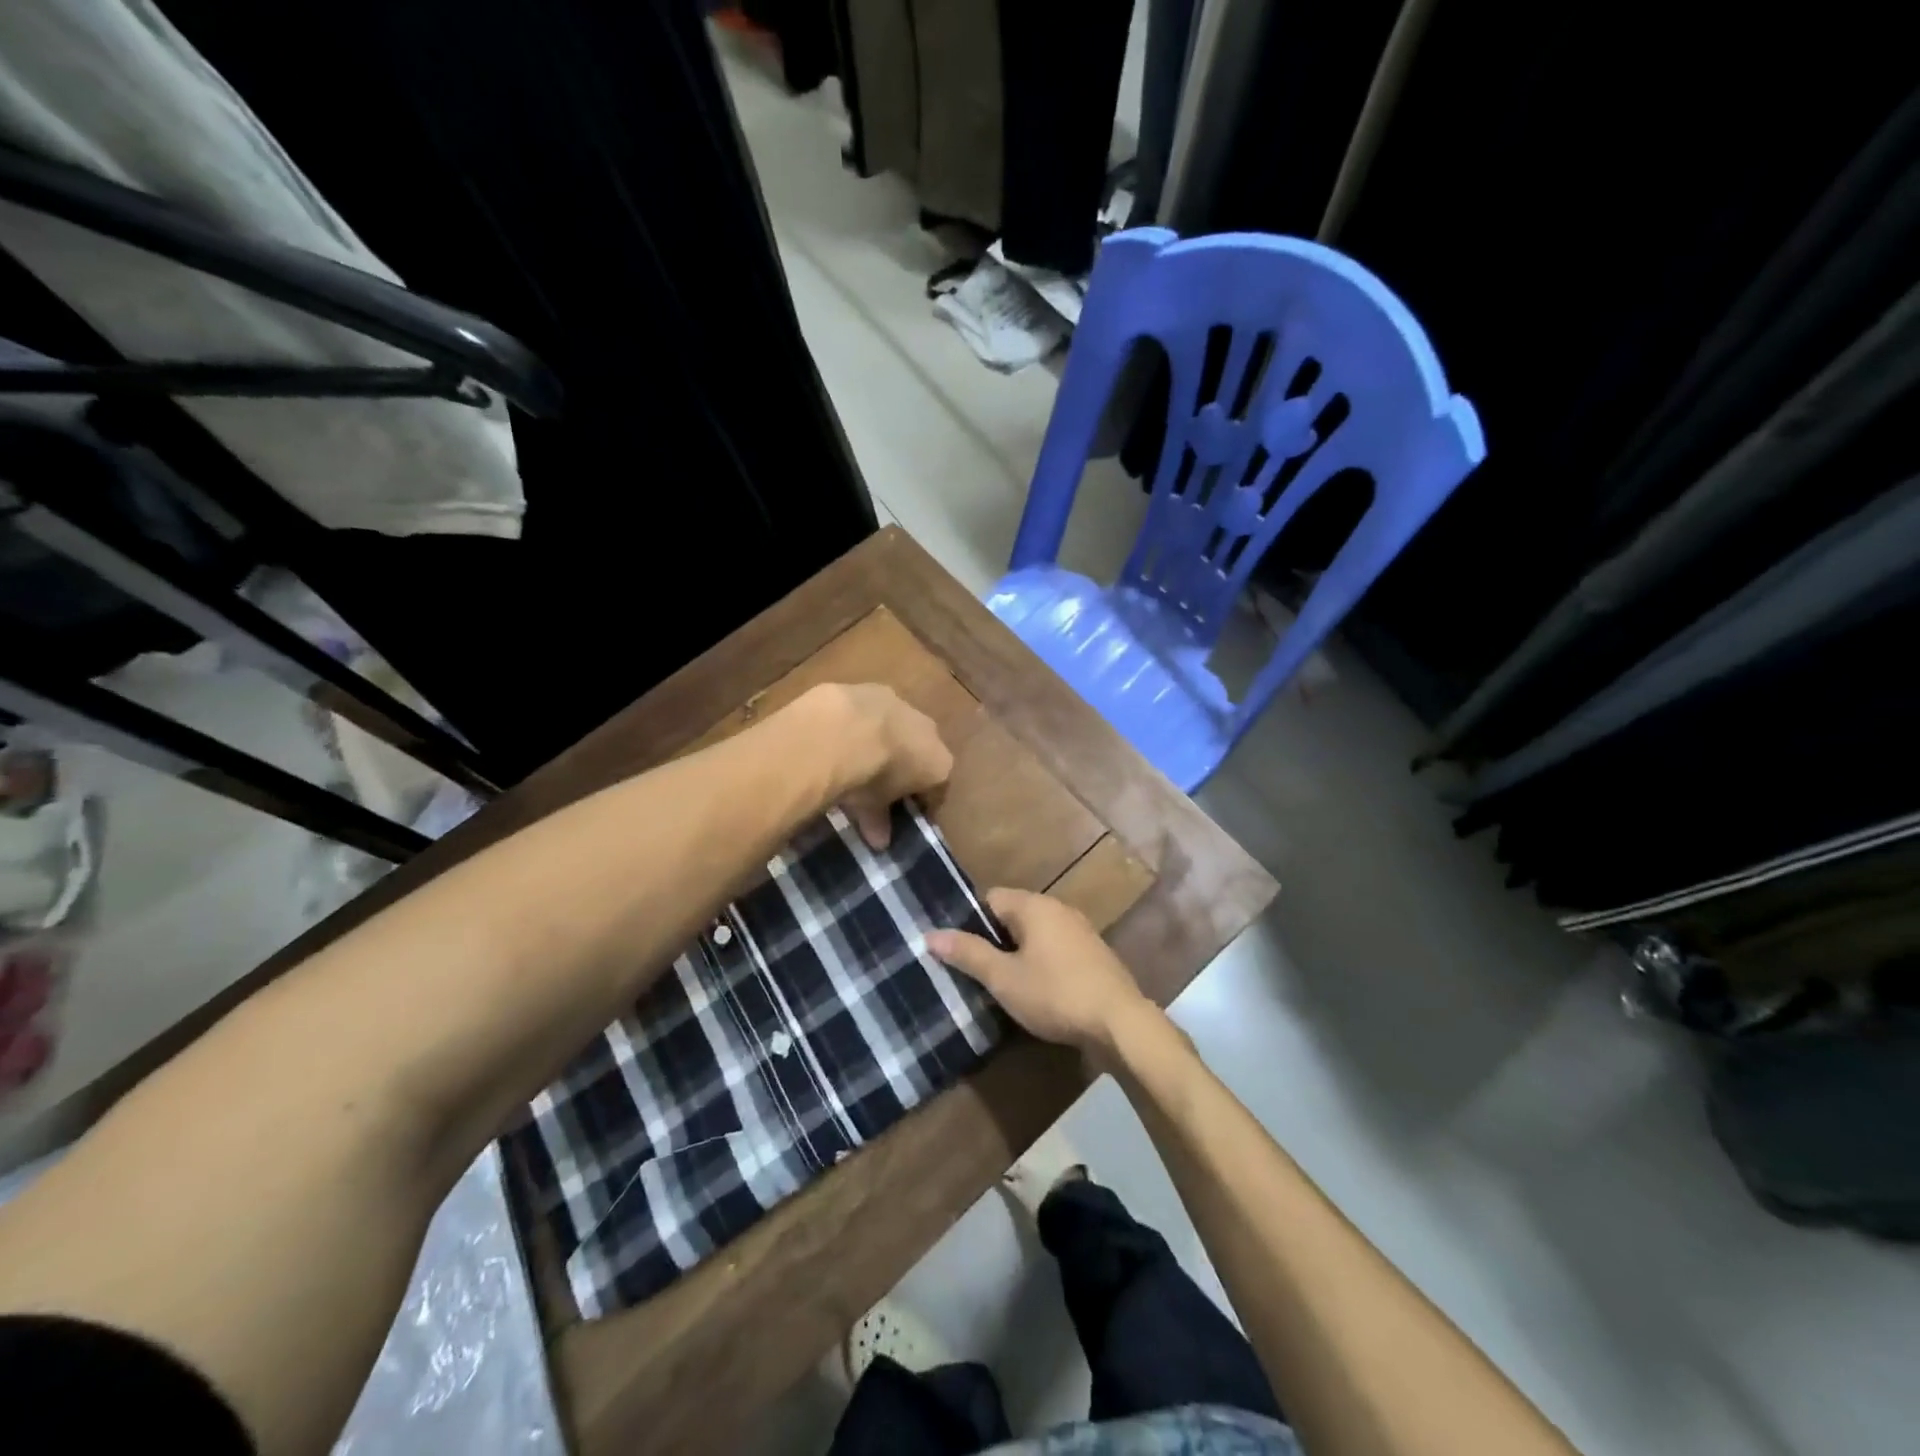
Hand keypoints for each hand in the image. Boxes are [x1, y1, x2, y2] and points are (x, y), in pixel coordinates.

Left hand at [799, 683, 953, 847]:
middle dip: (906, 767)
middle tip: (882, 785)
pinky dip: (861, 723)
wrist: (842, 730)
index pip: (938, 788)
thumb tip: (879, 842)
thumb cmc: (869, 777)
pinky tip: (841, 735)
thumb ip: (878, 822)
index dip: (923, 803)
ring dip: (884, 740)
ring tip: (859, 756)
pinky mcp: (873, 688)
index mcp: (939, 763)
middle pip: (922, 752)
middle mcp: (929, 731)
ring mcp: (902, 704)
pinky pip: (872, 711)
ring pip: (899, 727)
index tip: (906, 814)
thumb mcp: (873, 807)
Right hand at [927, 888, 1153, 1055]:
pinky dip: (1042, 962)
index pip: (991, 898)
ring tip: (1002, 983)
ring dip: (1018, 953)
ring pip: (1036, 933)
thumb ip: (968, 953)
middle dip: (994, 939)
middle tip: (976, 971)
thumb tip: (930, 934)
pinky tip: (1037, 989)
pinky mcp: (1093, 953)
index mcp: (1034, 906)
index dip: (970, 922)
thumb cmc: (1055, 994)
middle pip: (1013, 914)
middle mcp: (1058, 908)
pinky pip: (1056, 948)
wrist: (1120, 1022)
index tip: (959, 950)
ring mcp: (1080, 930)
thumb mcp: (1004, 978)